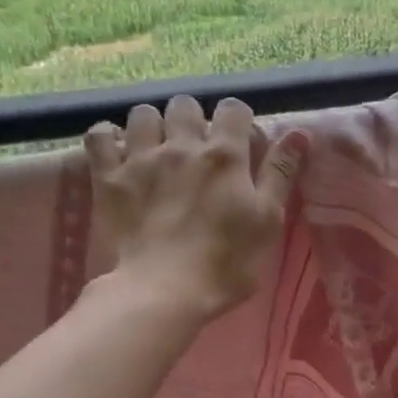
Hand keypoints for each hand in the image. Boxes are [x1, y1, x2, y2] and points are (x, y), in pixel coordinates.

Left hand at [84, 96, 307, 321]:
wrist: (164, 292)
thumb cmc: (226, 263)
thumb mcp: (267, 221)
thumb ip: (280, 174)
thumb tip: (299, 132)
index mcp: (225, 156)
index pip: (233, 109)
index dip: (237, 120)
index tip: (238, 142)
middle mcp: (182, 146)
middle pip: (185, 105)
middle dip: (192, 119)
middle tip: (195, 148)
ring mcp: (141, 159)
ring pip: (143, 113)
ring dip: (152, 125)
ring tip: (156, 149)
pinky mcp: (109, 178)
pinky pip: (99, 136)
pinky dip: (107, 137)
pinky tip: (117, 151)